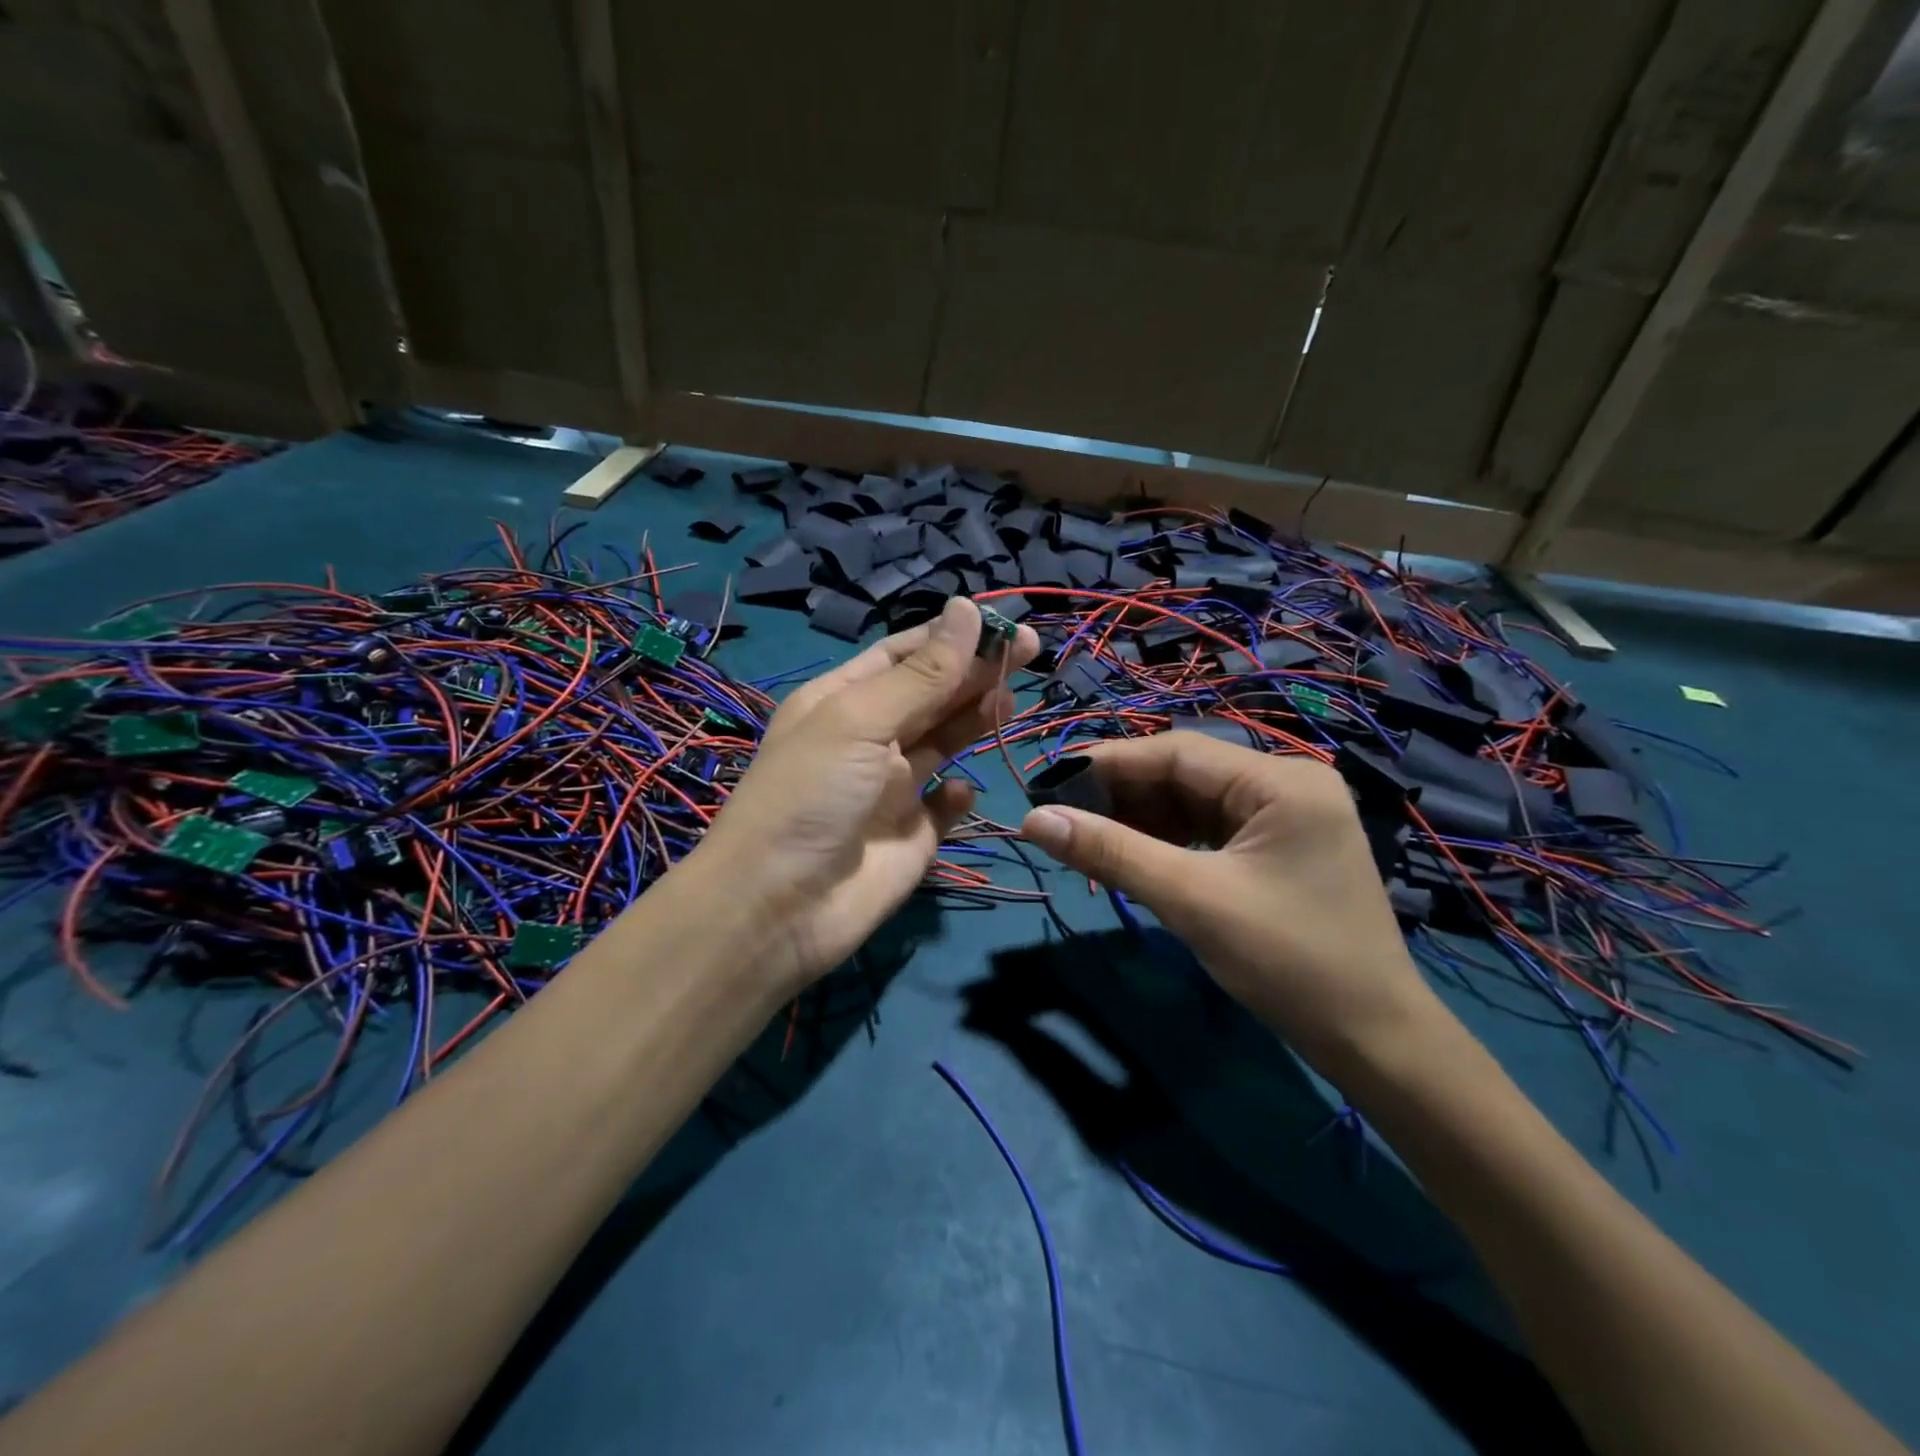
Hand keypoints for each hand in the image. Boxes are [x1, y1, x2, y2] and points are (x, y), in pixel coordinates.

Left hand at [694, 596, 1038, 995]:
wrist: (779, 907)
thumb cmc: (812, 795)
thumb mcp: (861, 720)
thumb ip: (923, 673)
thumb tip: (967, 608)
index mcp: (844, 700)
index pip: (904, 654)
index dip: (951, 636)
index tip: (1002, 624)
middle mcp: (869, 738)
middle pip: (932, 693)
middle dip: (976, 671)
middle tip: (1030, 651)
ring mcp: (892, 788)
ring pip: (945, 741)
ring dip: (975, 718)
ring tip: (1010, 700)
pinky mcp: (913, 835)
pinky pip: (945, 805)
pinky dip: (958, 795)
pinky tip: (960, 791)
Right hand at [1018, 732, 1444, 1075]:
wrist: (1374, 1041)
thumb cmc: (1289, 963)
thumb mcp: (1191, 900)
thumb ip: (1111, 852)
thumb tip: (1033, 820)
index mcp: (1281, 780)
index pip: (1177, 752)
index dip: (1106, 763)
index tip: (1048, 783)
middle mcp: (1288, 783)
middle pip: (1185, 774)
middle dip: (1122, 795)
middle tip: (1062, 817)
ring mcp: (1288, 815)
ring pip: (1194, 801)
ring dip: (1142, 819)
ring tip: (1089, 838)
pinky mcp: (1281, 846)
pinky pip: (1211, 828)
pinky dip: (1169, 840)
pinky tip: (1135, 855)